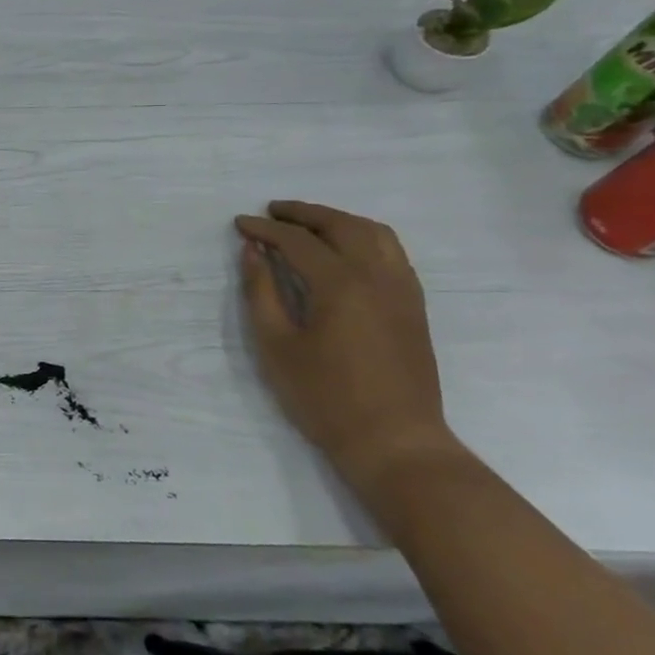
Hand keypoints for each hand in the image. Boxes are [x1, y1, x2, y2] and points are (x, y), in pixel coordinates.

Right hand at [235, 202, 461, 498]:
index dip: (266, 229)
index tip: (240, 223)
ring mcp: (403, 290)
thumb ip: (261, 293)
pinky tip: (346, 251)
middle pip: (341, 225)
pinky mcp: (414, 306)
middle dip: (303, 213)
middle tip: (271, 212)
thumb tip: (253, 252)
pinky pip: (392, 253)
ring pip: (375, 233)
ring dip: (338, 219)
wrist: (395, 442)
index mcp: (341, 285)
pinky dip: (364, 237)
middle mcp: (377, 276)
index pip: (298, 241)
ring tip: (308, 223)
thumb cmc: (325, 397)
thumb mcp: (276, 346)